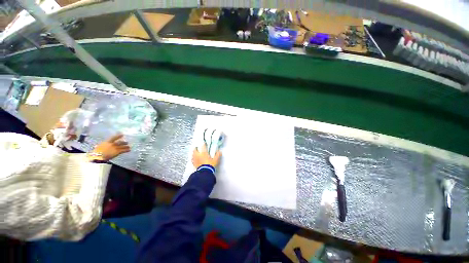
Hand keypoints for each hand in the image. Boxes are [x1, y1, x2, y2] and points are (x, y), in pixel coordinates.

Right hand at [91, 134, 130, 160]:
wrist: (98, 157)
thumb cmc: (96, 152)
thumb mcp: (99, 147)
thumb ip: (103, 145)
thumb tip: (102, 145)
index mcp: (107, 142)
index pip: (113, 138)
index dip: (118, 136)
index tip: (122, 134)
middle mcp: (112, 144)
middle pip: (120, 142)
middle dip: (124, 142)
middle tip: (127, 142)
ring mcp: (115, 148)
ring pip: (122, 146)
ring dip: (126, 146)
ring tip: (129, 147)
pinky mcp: (117, 152)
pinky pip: (123, 150)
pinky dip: (127, 150)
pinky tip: (129, 150)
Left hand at [192, 144, 221, 167]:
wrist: (205, 172)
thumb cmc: (210, 165)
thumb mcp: (216, 160)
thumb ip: (218, 155)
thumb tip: (220, 151)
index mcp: (204, 153)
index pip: (203, 146)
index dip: (203, 144)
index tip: (204, 143)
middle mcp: (199, 155)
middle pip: (195, 150)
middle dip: (196, 148)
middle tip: (197, 147)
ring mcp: (195, 159)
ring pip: (193, 154)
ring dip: (194, 153)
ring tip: (195, 153)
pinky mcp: (194, 163)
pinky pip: (192, 159)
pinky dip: (193, 158)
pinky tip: (193, 159)